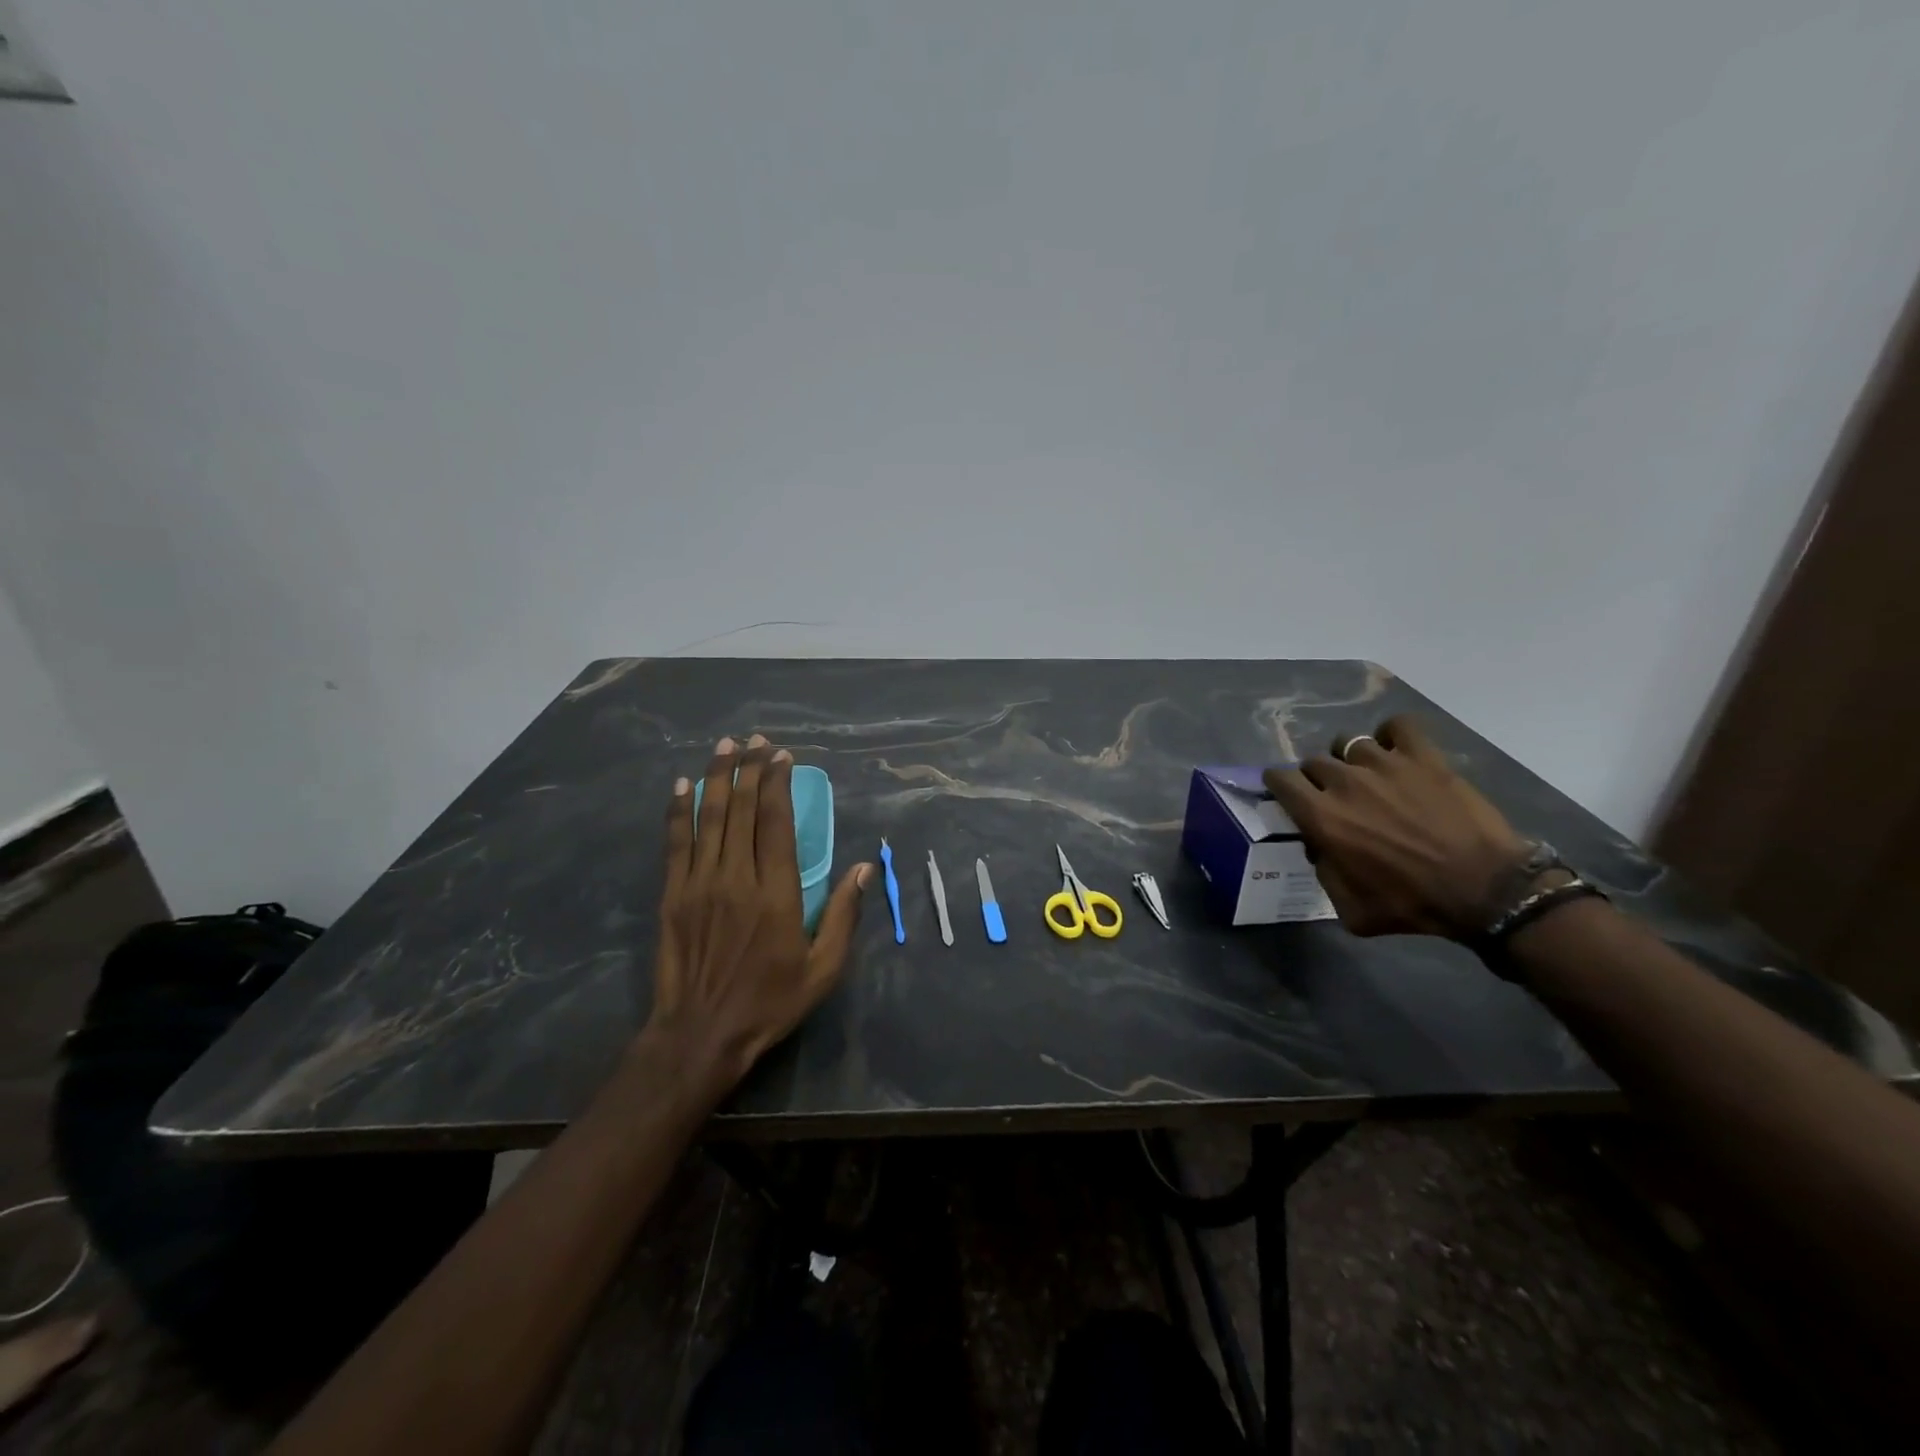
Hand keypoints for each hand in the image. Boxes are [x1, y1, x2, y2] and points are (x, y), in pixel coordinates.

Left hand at [645, 735, 871, 1092]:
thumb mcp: (823, 968)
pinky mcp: (673, 895)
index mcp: (776, 893)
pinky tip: (683, 785)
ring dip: (717, 778)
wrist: (701, 1034)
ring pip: (709, 818)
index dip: (778, 784)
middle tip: (755, 740)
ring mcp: (699, 884)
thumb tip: (865, 868)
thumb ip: (843, 915)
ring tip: (724, 747)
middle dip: (749, 770)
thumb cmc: (769, 1002)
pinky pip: (676, 842)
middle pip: (741, 810)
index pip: (776, 823)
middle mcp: (736, 878)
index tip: (782, 757)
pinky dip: (679, 811)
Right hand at [1263, 715, 1530, 940]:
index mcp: (1321, 816)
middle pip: (1313, 762)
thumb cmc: (1412, 904)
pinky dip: (1391, 735)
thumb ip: (1323, 873)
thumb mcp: (1350, 909)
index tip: (1288, 795)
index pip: (1280, 778)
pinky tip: (1396, 751)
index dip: (1279, 785)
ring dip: (1351, 759)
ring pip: (1349, 743)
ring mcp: (1385, 764)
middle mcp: (1344, 782)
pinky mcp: (1424, 757)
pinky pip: (1397, 726)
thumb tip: (1318, 847)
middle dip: (1316, 779)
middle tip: (1335, 797)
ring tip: (1367, 775)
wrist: (1486, 891)